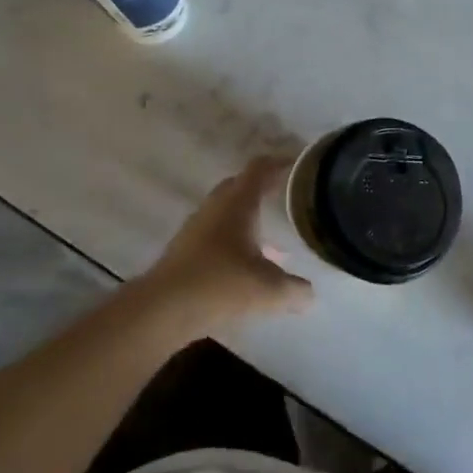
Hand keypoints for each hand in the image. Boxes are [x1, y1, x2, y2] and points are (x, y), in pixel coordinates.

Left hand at [142, 157, 313, 331]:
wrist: (162, 309)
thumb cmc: (220, 285)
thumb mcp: (269, 290)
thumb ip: (296, 290)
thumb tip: (311, 294)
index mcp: (238, 203)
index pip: (260, 168)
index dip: (280, 163)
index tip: (298, 165)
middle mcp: (215, 206)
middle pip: (240, 184)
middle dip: (263, 187)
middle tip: (286, 196)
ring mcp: (196, 226)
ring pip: (225, 209)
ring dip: (246, 214)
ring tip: (269, 231)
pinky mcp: (184, 248)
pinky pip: (214, 231)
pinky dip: (232, 237)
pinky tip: (244, 262)